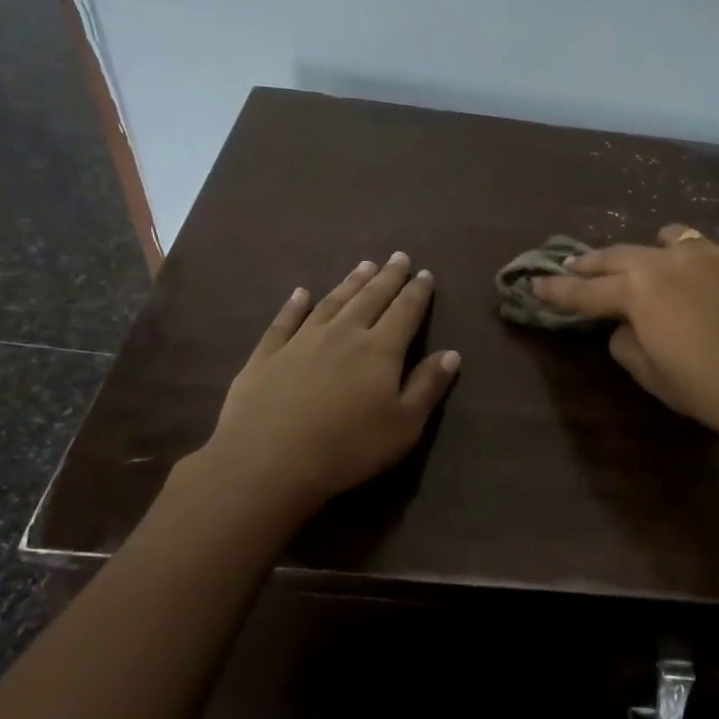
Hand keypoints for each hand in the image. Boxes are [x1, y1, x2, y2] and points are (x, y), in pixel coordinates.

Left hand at [197, 253, 459, 509]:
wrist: (268, 461)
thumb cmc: (349, 447)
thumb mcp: (404, 425)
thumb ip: (428, 386)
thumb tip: (451, 353)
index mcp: (380, 350)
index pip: (405, 312)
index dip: (417, 292)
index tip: (425, 273)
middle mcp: (343, 334)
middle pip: (370, 298)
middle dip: (387, 277)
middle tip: (398, 257)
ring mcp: (301, 341)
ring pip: (331, 303)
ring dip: (350, 283)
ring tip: (363, 265)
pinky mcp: (267, 356)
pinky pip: (284, 321)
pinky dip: (294, 304)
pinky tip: (300, 293)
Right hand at [530, 225, 718, 459]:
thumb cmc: (709, 390)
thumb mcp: (653, 376)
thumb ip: (627, 343)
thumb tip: (626, 325)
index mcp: (640, 291)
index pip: (586, 291)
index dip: (556, 290)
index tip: (534, 283)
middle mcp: (671, 259)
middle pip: (620, 255)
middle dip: (592, 263)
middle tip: (573, 267)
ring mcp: (715, 253)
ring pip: (671, 239)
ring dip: (649, 252)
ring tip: (647, 263)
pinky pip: (713, 253)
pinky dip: (698, 265)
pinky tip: (708, 285)